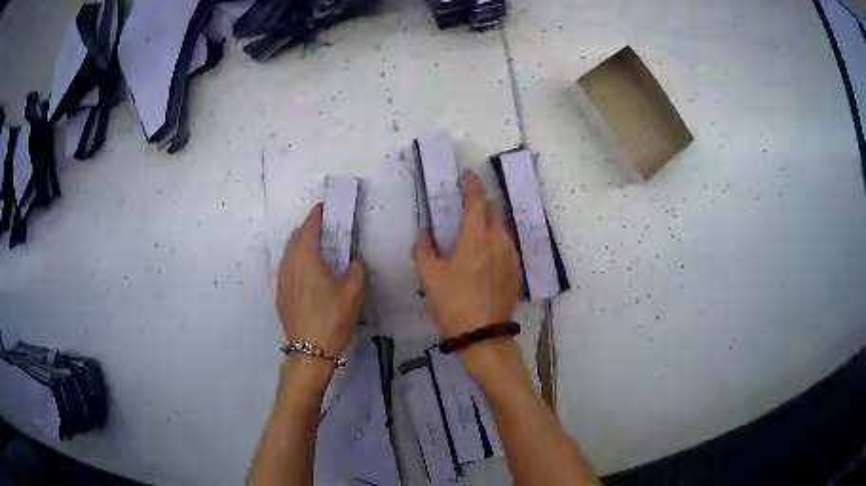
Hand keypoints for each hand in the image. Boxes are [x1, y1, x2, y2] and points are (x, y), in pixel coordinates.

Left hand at [276, 203, 365, 356]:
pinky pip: (287, 267)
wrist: (309, 351)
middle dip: (309, 228)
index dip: (317, 215)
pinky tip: (307, 272)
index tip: (325, 207)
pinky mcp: (280, 293)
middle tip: (325, 227)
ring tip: (317, 247)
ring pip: (289, 252)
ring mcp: (282, 279)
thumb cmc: (333, 318)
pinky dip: (297, 260)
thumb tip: (353, 262)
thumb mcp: (354, 293)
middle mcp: (289, 263)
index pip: (309, 227)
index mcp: (306, 258)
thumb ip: (357, 270)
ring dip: (301, 244)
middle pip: (296, 237)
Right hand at [413, 171, 521, 338]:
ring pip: (502, 227)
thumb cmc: (453, 303)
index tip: (467, 176)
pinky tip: (487, 254)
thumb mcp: (429, 277)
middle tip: (467, 206)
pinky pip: (508, 245)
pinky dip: (497, 240)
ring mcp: (512, 256)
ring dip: (490, 221)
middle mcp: (498, 241)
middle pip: (494, 210)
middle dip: (481, 202)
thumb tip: (425, 232)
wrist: (483, 334)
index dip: (472, 184)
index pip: (477, 200)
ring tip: (476, 231)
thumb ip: (424, 249)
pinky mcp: (517, 270)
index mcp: (475, 238)